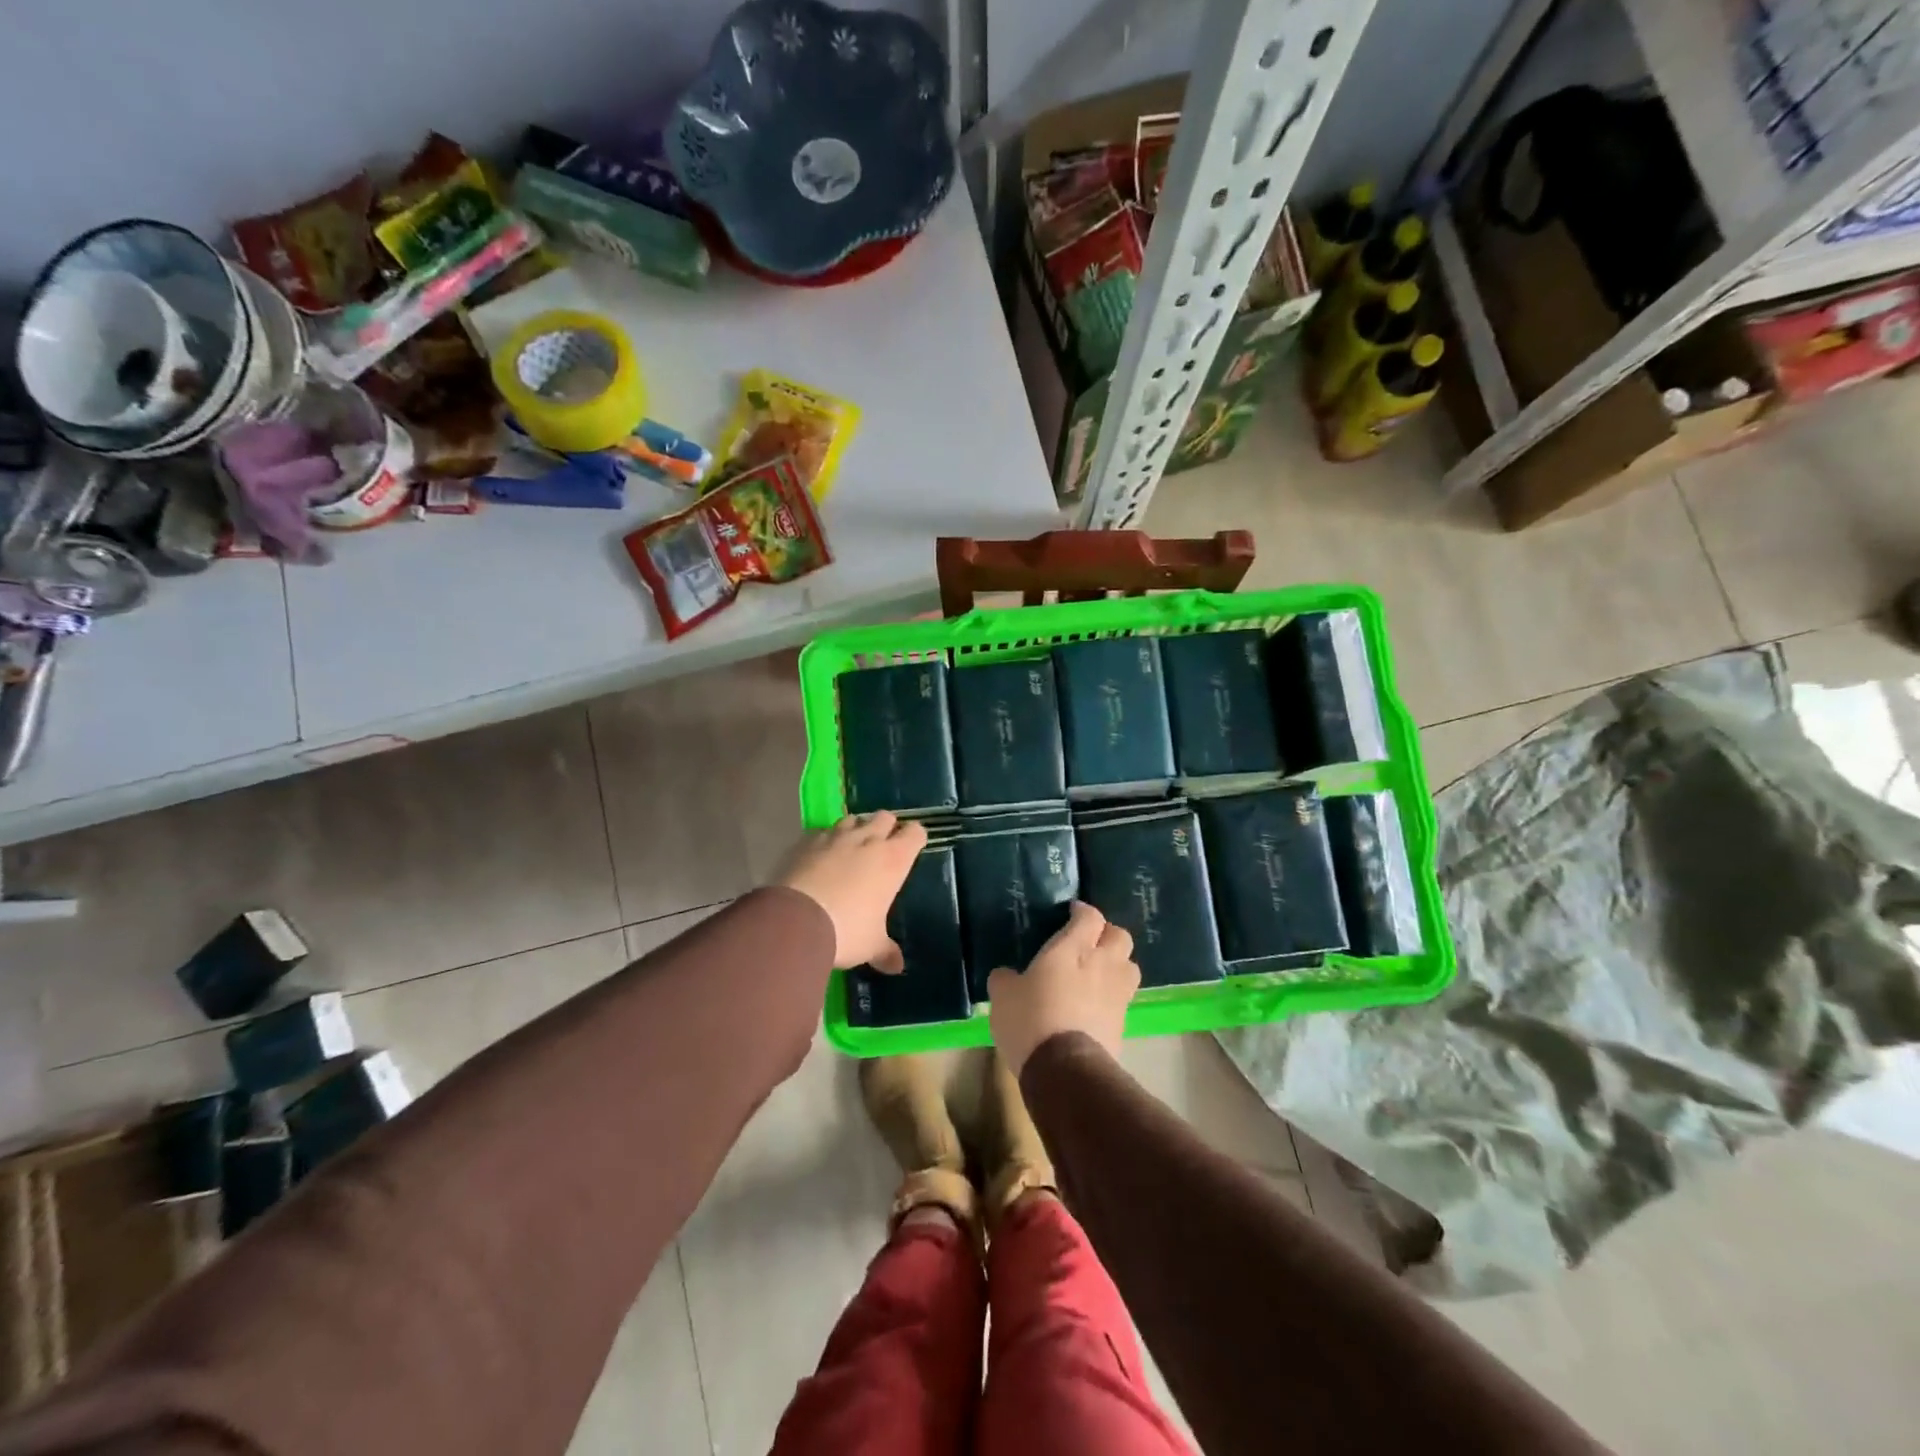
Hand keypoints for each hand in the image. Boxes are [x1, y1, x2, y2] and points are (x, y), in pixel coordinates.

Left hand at [774, 811, 925, 971]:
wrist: (794, 921)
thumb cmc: (846, 930)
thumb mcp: (870, 945)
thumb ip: (885, 951)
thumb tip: (897, 967)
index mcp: (893, 859)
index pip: (915, 833)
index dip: (915, 838)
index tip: (913, 847)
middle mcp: (867, 840)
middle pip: (885, 816)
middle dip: (887, 827)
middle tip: (883, 846)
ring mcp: (835, 837)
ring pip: (853, 819)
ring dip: (856, 829)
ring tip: (851, 848)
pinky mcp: (806, 841)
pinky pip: (822, 832)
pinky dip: (825, 840)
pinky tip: (820, 857)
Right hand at [988, 901, 1138, 1076]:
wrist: (1065, 1069)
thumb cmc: (1031, 1020)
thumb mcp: (1003, 996)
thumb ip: (1005, 979)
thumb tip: (1006, 975)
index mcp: (1073, 948)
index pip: (1090, 917)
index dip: (1083, 911)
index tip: (1073, 913)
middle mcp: (1102, 964)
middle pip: (1120, 936)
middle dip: (1107, 935)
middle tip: (1090, 942)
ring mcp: (1118, 994)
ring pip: (1130, 966)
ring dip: (1118, 964)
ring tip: (1100, 973)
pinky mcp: (1124, 1023)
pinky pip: (1124, 998)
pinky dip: (1114, 996)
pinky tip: (1097, 1005)